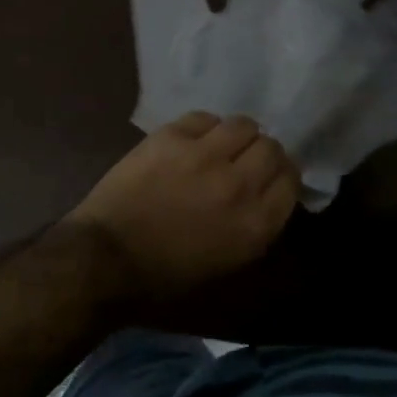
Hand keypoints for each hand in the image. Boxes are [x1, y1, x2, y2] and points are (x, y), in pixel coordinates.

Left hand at [65, 112, 299, 298]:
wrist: (106, 258)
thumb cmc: (165, 279)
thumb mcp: (227, 267)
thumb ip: (257, 229)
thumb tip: (269, 198)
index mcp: (256, 225)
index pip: (291, 181)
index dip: (282, 177)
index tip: (270, 180)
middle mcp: (238, 184)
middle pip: (272, 148)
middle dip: (263, 155)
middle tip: (245, 163)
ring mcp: (204, 155)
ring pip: (243, 125)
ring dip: (237, 136)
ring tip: (222, 147)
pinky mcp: (173, 136)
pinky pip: (204, 118)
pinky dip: (205, 128)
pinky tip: (193, 142)